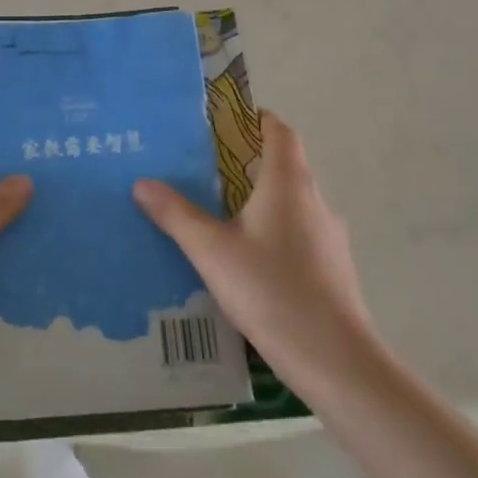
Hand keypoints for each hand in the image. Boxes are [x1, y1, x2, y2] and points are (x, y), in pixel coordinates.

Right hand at [133, 112, 372, 389]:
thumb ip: (176, 215)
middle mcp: (314, 200)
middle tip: (208, 168)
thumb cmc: (270, 290)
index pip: (280, 131)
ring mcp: (329, 235)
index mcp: (288, 183)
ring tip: (224, 214)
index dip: (258, 119)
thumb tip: (143, 183)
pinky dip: (276, 230)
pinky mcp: (333, 267)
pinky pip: (301, 232)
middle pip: (287, 164)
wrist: (334, 358)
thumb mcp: (211, 251)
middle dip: (251, 160)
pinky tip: (251, 260)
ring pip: (294, 201)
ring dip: (264, 198)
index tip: (227, 121)